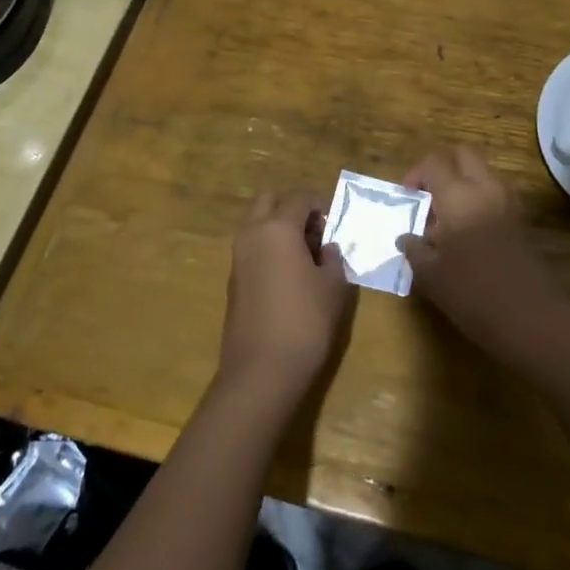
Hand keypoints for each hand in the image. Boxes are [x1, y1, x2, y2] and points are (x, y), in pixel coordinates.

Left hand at [219, 192, 354, 400]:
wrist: (261, 371)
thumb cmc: (305, 322)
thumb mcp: (334, 287)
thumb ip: (333, 258)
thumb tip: (327, 248)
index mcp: (278, 228)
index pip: (300, 197)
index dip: (321, 204)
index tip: (336, 222)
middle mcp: (252, 234)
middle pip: (269, 201)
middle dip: (292, 208)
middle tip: (315, 232)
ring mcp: (238, 257)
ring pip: (256, 224)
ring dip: (278, 228)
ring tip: (305, 256)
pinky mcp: (233, 280)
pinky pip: (251, 248)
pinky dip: (268, 249)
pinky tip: (289, 276)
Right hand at [398, 146, 569, 367]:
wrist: (532, 319)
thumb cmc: (473, 294)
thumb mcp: (431, 276)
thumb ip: (415, 250)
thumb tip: (406, 238)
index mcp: (458, 195)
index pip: (434, 162)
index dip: (415, 175)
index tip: (407, 199)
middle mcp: (486, 188)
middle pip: (464, 155)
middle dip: (444, 168)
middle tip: (429, 198)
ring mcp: (509, 202)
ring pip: (483, 173)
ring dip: (463, 184)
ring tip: (447, 220)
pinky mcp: (522, 220)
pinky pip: (496, 194)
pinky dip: (480, 201)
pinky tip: (470, 235)